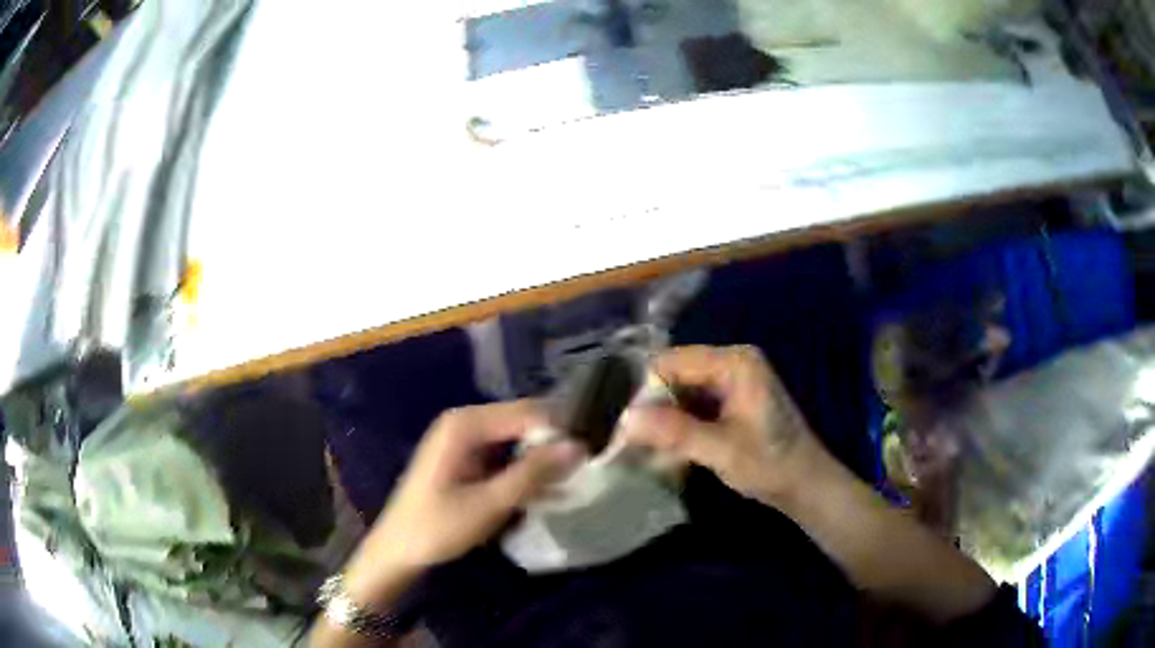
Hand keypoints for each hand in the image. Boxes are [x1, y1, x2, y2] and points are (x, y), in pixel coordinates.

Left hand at [343, 401, 582, 606]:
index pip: (528, 412)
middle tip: (589, 466)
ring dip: (542, 459)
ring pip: (516, 440)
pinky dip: (525, 471)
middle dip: (553, 443)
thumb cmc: (437, 527)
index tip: (595, 450)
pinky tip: (549, 490)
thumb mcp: (489, 503)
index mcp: (465, 424)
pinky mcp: (466, 460)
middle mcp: (465, 422)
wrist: (398, 551)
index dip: (561, 429)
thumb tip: (578, 445)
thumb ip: (532, 472)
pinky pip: (504, 456)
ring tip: (577, 479)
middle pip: (522, 422)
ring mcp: (464, 441)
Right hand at [619, 345, 824, 506]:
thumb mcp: (721, 450)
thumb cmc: (770, 465)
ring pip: (681, 390)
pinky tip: (666, 449)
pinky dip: (679, 424)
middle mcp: (731, 362)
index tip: (626, 425)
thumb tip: (625, 419)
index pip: (672, 362)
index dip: (645, 391)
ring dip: (664, 418)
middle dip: (653, 406)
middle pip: (675, 374)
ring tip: (644, 448)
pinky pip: (693, 403)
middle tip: (631, 441)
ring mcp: (732, 380)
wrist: (805, 484)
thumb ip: (675, 432)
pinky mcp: (731, 399)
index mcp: (734, 362)